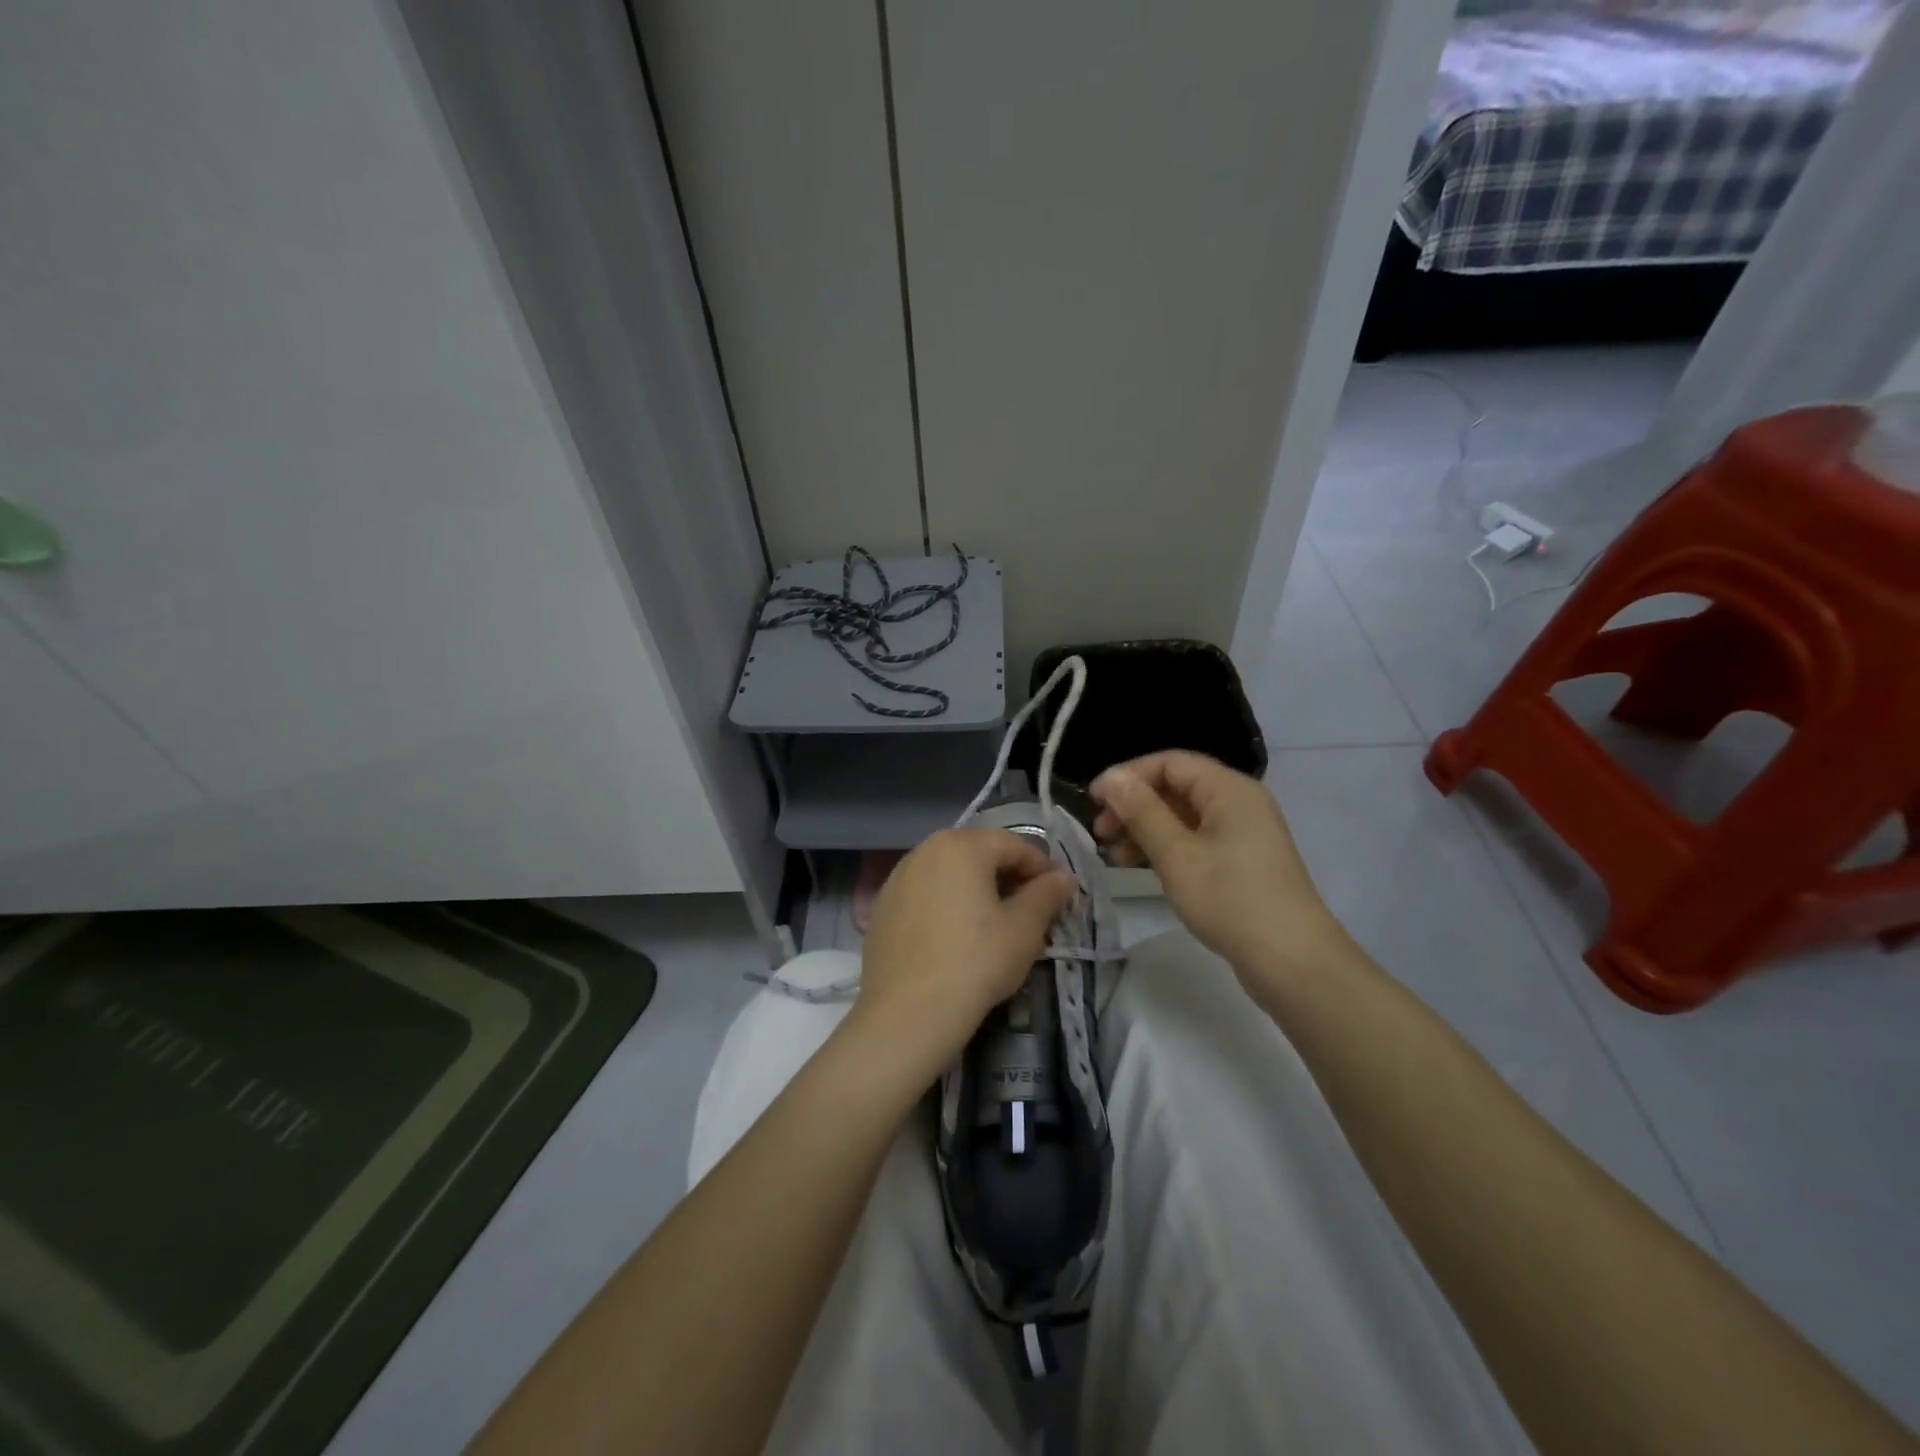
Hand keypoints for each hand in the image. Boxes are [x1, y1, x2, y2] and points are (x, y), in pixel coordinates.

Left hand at [854, 828, 1075, 1082]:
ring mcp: (898, 877)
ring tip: (995, 924)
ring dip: (977, 889)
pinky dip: (947, 904)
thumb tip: (1064, 878)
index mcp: (962, 845)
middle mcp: (925, 849)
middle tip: (1031, 911)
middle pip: (979, 854)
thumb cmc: (976, 961)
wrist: (907, 1011)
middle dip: (1008, 877)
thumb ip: (1046, 894)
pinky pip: (926, 894)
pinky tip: (957, 936)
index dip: (1042, 868)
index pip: (1014, 845)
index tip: (1059, 896)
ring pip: (950, 873)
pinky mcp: (883, 906)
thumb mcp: (1024, 929)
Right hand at [1091, 751, 1341, 975]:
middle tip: (1100, 832)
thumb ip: (1142, 812)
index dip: (1128, 775)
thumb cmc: (1231, 900)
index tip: (1093, 801)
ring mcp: (1242, 833)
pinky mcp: (1241, 861)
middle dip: (1134, 804)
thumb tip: (1112, 778)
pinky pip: (1195, 839)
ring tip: (1114, 854)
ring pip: (1183, 816)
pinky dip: (1165, 847)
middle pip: (1176, 787)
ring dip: (1145, 828)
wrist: (1293, 962)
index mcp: (1229, 789)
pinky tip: (1140, 866)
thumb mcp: (1177, 855)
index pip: (1169, 763)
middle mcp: (1238, 802)